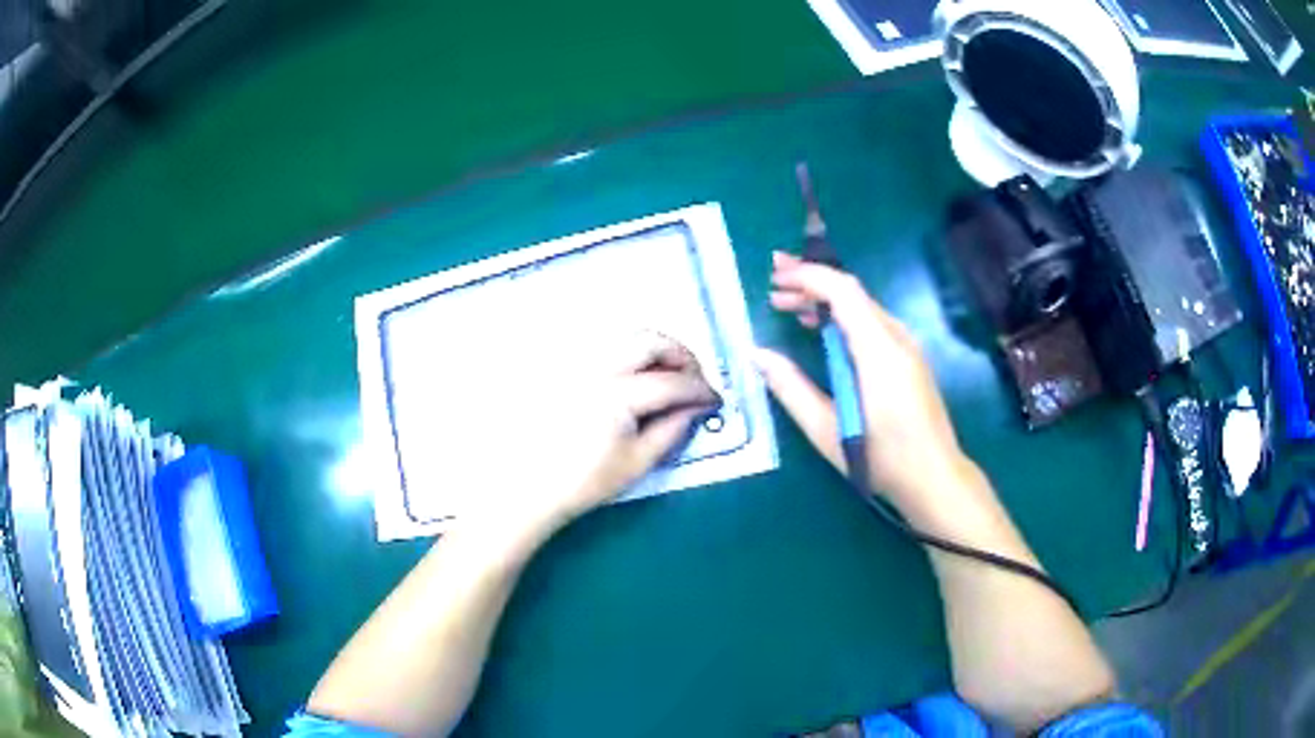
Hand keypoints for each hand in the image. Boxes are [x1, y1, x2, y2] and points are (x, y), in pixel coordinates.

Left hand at [460, 331, 719, 540]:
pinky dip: (630, 356)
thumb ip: (672, 430)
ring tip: (668, 379)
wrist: (527, 487)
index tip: (716, 400)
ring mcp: (577, 364)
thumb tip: (696, 409)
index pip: (672, 382)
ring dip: (656, 351)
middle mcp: (597, 368)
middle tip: (694, 380)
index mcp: (618, 395)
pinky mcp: (565, 368)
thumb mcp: (636, 463)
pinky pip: (605, 348)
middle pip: (650, 341)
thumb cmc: (583, 482)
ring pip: (626, 339)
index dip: (700, 389)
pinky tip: (635, 381)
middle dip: (681, 355)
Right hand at [756, 252, 968, 518]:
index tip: (774, 277)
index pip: (843, 291)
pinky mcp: (909, 359)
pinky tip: (821, 330)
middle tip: (773, 284)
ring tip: (788, 305)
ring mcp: (907, 347)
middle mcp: (896, 338)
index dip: (808, 276)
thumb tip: (757, 354)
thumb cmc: (881, 458)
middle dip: (811, 282)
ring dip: (825, 300)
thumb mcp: (827, 430)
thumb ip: (791, 388)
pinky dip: (842, 317)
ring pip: (862, 306)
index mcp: (878, 350)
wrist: (934, 477)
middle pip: (852, 292)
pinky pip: (872, 323)